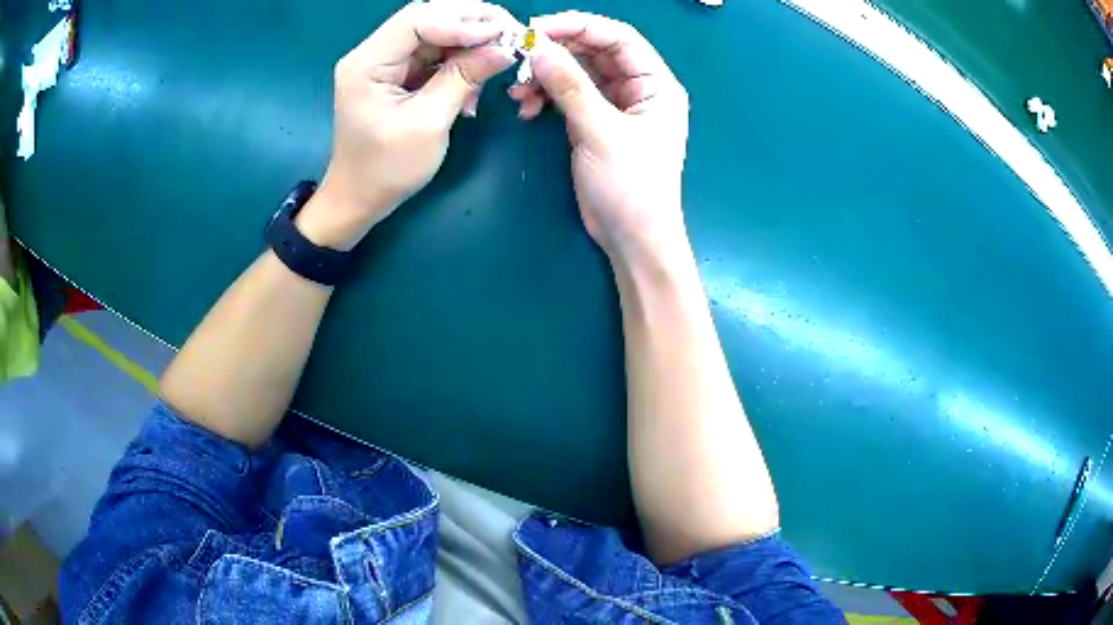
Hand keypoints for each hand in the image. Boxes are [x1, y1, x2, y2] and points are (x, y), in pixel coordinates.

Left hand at [298, 2, 518, 250]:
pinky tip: (475, 78)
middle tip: (511, 35)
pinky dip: (459, 60)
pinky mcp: (396, 73)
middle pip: (427, 17)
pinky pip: (433, 53)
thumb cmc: (387, 169)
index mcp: (367, 63)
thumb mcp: (428, 123)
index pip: (417, 20)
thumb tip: (505, 48)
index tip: (501, 35)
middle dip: (471, 23)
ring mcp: (384, 61)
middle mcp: (372, 53)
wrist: (359, 198)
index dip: (461, 21)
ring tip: (498, 58)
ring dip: (469, 42)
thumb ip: (464, 79)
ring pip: (434, 32)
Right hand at [509, 12, 689, 261]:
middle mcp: (638, 88)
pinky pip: (568, 96)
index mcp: (656, 84)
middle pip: (594, 51)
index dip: (579, 26)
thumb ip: (570, 87)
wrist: (632, 239)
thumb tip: (539, 48)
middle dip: (556, 52)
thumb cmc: (631, 187)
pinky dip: (546, 97)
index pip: (618, 38)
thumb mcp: (601, 132)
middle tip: (520, 56)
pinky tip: (526, 109)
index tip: (538, 28)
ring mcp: (615, 105)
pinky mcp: (595, 122)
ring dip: (545, 77)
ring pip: (577, 73)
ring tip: (519, 93)